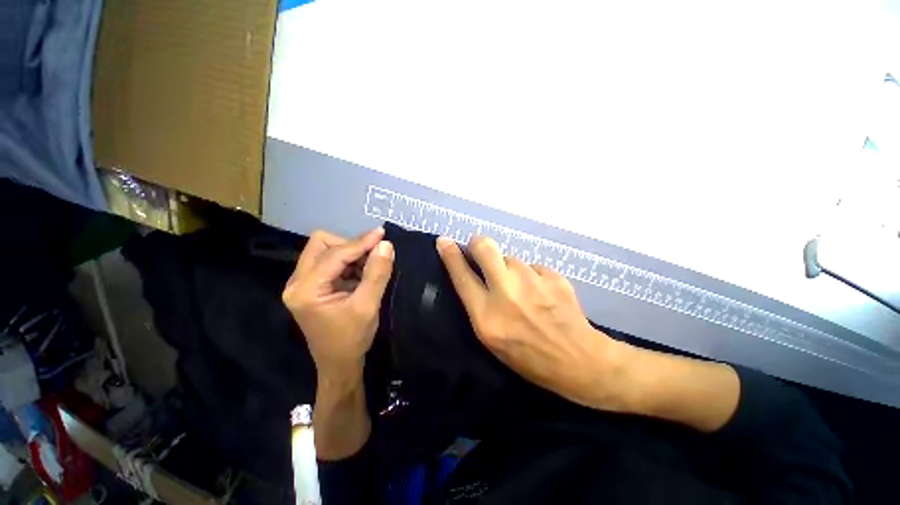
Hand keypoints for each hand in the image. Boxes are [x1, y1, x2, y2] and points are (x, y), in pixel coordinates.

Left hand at [283, 228, 393, 382]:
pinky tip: (362, 273)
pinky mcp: (312, 285)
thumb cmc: (352, 339)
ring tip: (370, 266)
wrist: (339, 364)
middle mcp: (297, 282)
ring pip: (325, 250)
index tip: (382, 234)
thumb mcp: (368, 306)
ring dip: (351, 253)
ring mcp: (302, 283)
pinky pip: (330, 261)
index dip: (360, 242)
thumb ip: (377, 274)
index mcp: (306, 289)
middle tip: (373, 254)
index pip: (334, 254)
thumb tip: (386, 245)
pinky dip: (349, 262)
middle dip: (350, 245)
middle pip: (321, 244)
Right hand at [436, 236, 625, 409]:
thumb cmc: (527, 356)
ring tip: (522, 290)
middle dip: (478, 244)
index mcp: (487, 315)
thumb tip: (473, 273)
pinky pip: (532, 267)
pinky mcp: (553, 276)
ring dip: (509, 269)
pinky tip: (541, 294)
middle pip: (485, 248)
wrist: (578, 360)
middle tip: (479, 250)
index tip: (444, 240)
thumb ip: (478, 304)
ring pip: (511, 258)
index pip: (462, 276)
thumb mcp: (491, 338)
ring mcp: (533, 281)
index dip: (450, 255)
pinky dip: (531, 276)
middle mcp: (507, 292)